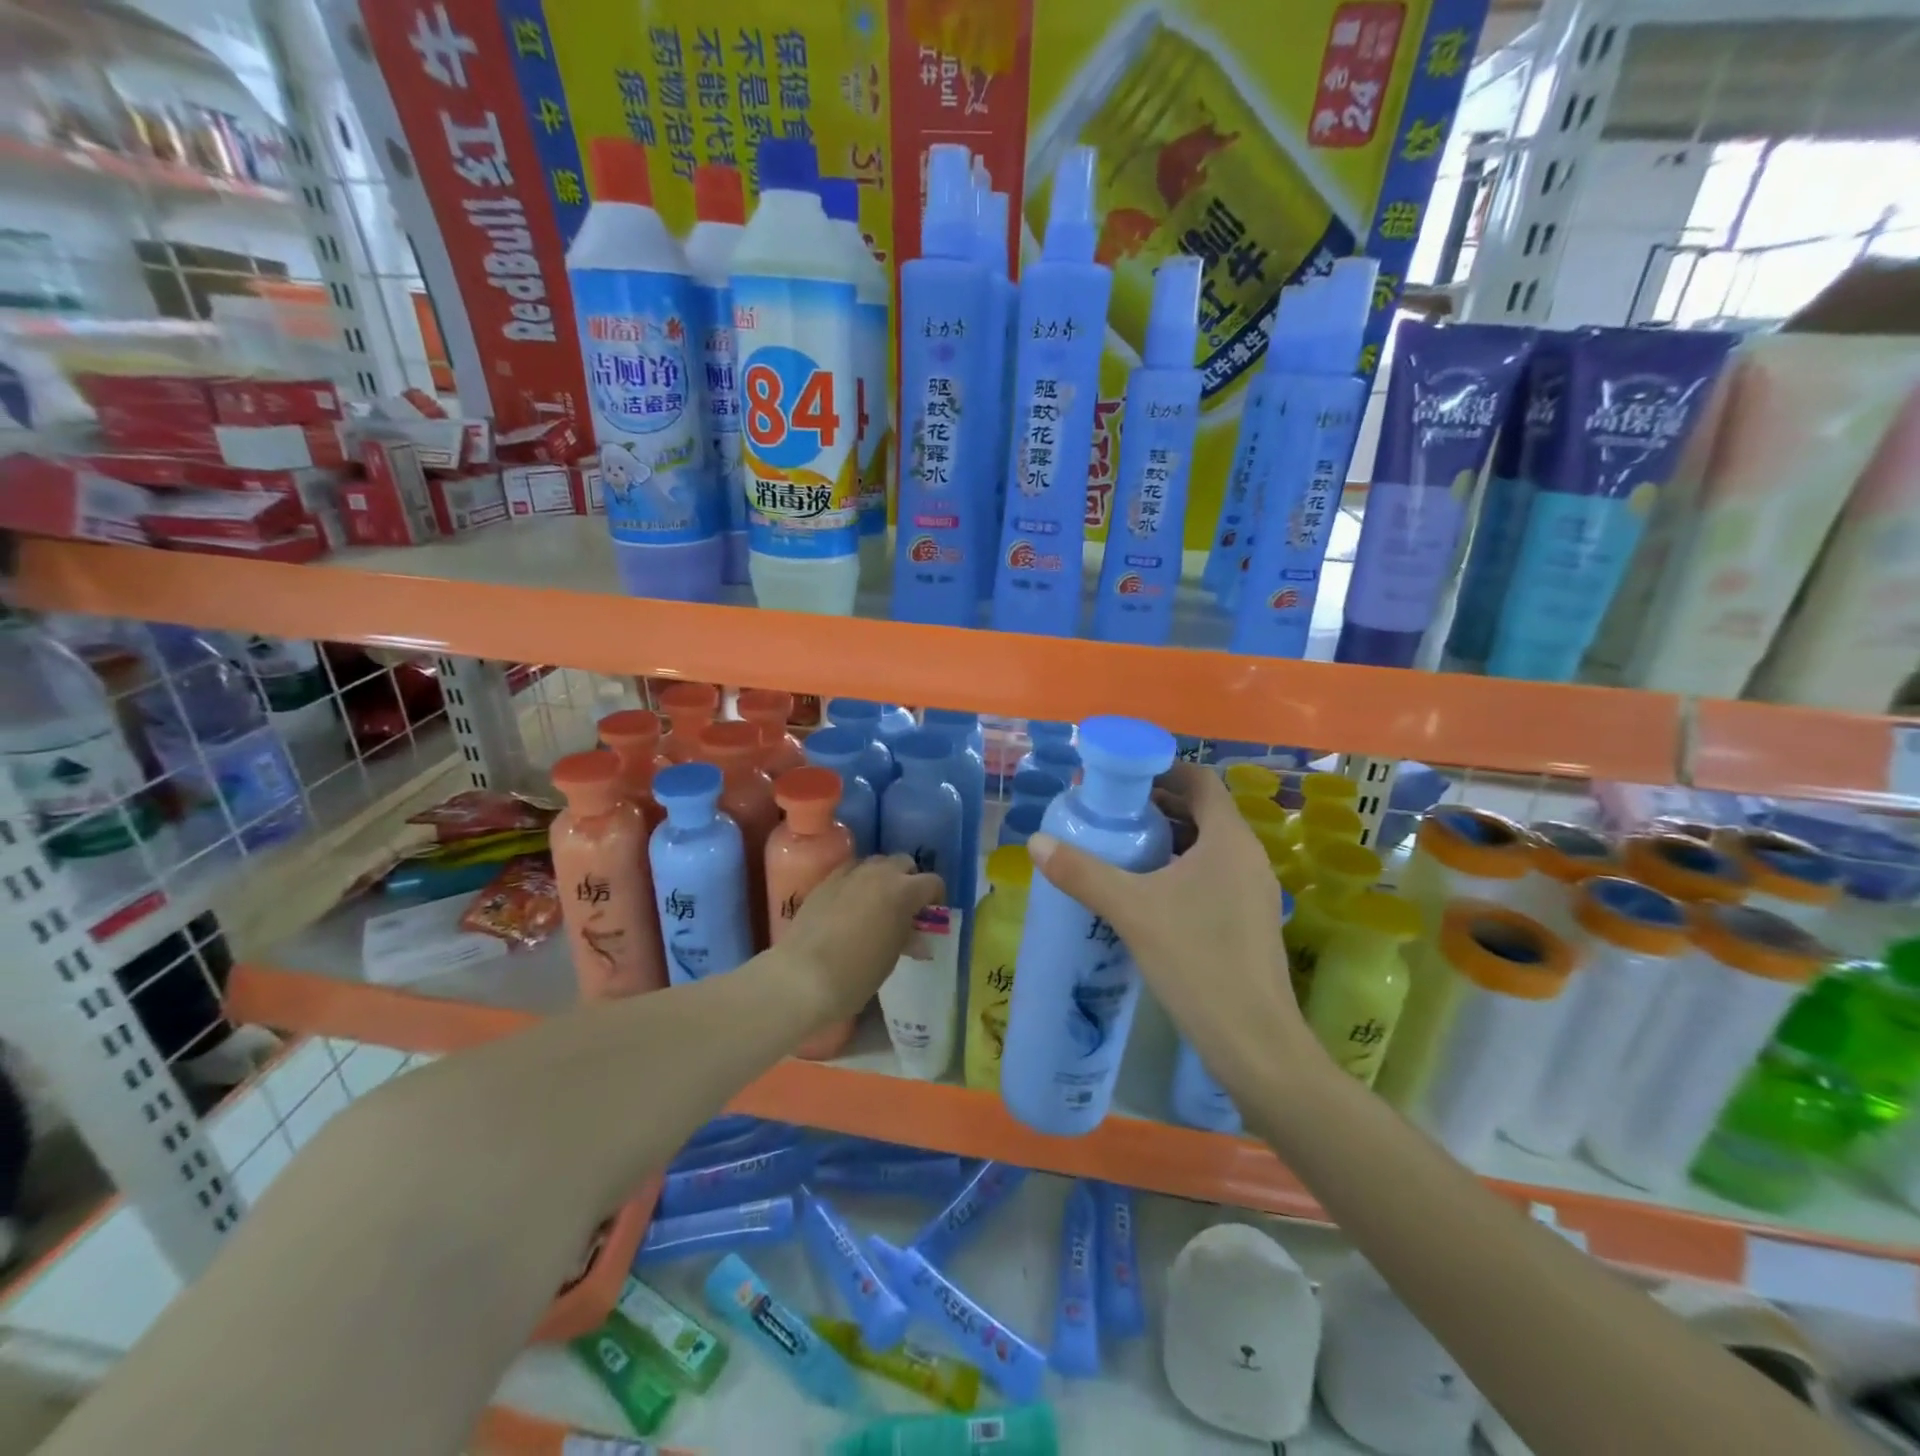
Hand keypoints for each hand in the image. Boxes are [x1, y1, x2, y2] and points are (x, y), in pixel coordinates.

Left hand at [779, 855, 943, 1024]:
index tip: (930, 914)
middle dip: (909, 880)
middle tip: (905, 907)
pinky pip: (849, 871)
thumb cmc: (858, 973)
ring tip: (877, 903)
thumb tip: (917, 937)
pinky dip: (857, 881)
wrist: (803, 976)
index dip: (935, 897)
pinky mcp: (825, 881)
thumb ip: (907, 937)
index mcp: (904, 891)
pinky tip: (851, 904)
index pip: (932, 882)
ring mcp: (849, 874)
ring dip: (883, 877)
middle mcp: (879, 873)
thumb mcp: (892, 957)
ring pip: (876, 862)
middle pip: (903, 862)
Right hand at [1028, 764, 1313, 1095]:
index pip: (1200, 780)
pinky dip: (1179, 870)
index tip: (1121, 777)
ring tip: (1120, 849)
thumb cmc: (1197, 960)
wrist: (1253, 1042)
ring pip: (1206, 847)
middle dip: (1156, 805)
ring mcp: (1252, 891)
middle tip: (1109, 813)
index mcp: (1229, 839)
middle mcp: (1247, 856)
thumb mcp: (1131, 910)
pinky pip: (1211, 876)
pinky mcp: (1248, 921)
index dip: (1162, 769)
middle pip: (1201, 811)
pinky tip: (1145, 894)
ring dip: (1166, 839)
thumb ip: (1082, 872)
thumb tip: (1036, 842)